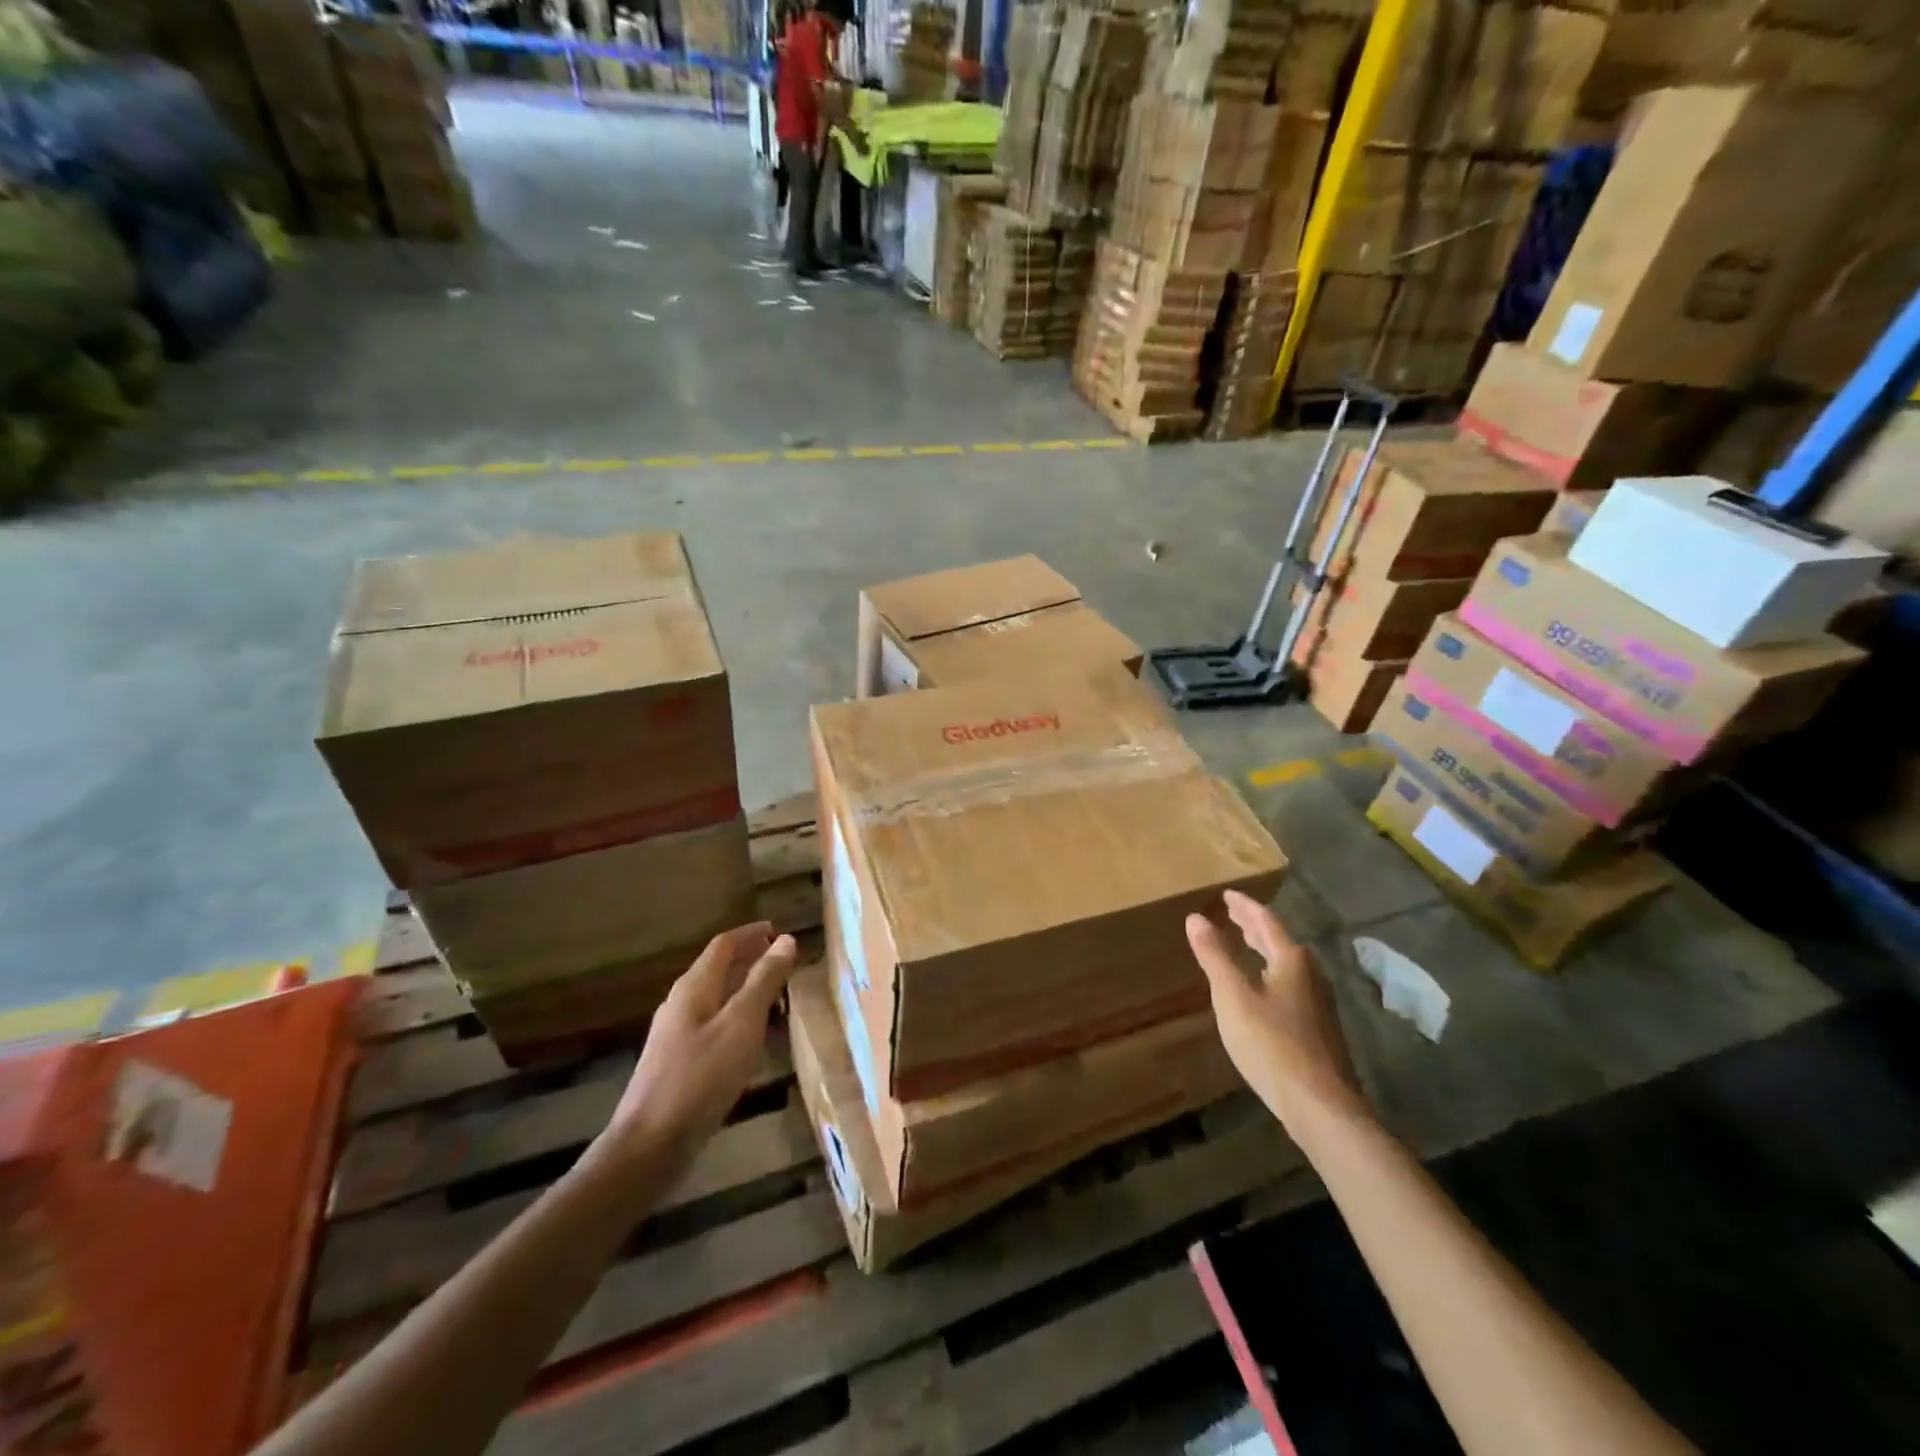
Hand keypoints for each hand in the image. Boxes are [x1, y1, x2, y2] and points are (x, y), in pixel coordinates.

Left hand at [599, 924, 797, 1170]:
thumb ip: (763, 981)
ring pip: (714, 996)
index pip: (723, 945)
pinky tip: (749, 1035)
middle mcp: (681, 1004)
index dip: (750, 934)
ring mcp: (675, 1035)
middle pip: (716, 968)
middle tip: (780, 956)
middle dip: (748, 958)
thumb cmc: (701, 1076)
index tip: (777, 929)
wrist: (650, 1144)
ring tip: (773, 990)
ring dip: (743, 986)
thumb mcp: (741, 1024)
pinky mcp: (677, 1062)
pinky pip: (712, 1022)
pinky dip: (735, 1014)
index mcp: (693, 987)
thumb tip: (785, 939)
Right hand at [1186, 890, 1369, 1137]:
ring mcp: (1319, 1003)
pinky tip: (1261, 988)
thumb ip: (1214, 955)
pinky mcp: (1319, 1028)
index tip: (1226, 894)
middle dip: (1253, 925)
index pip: (1265, 920)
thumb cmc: (1271, 1044)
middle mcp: (1310, 974)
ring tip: (1243, 943)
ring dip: (1263, 949)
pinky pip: (1290, 984)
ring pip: (1286, 963)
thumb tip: (1196, 917)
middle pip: (1279, 941)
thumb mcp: (1232, 996)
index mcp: (1291, 960)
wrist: (1321, 1106)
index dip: (1244, 906)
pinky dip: (1270, 972)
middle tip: (1232, 914)